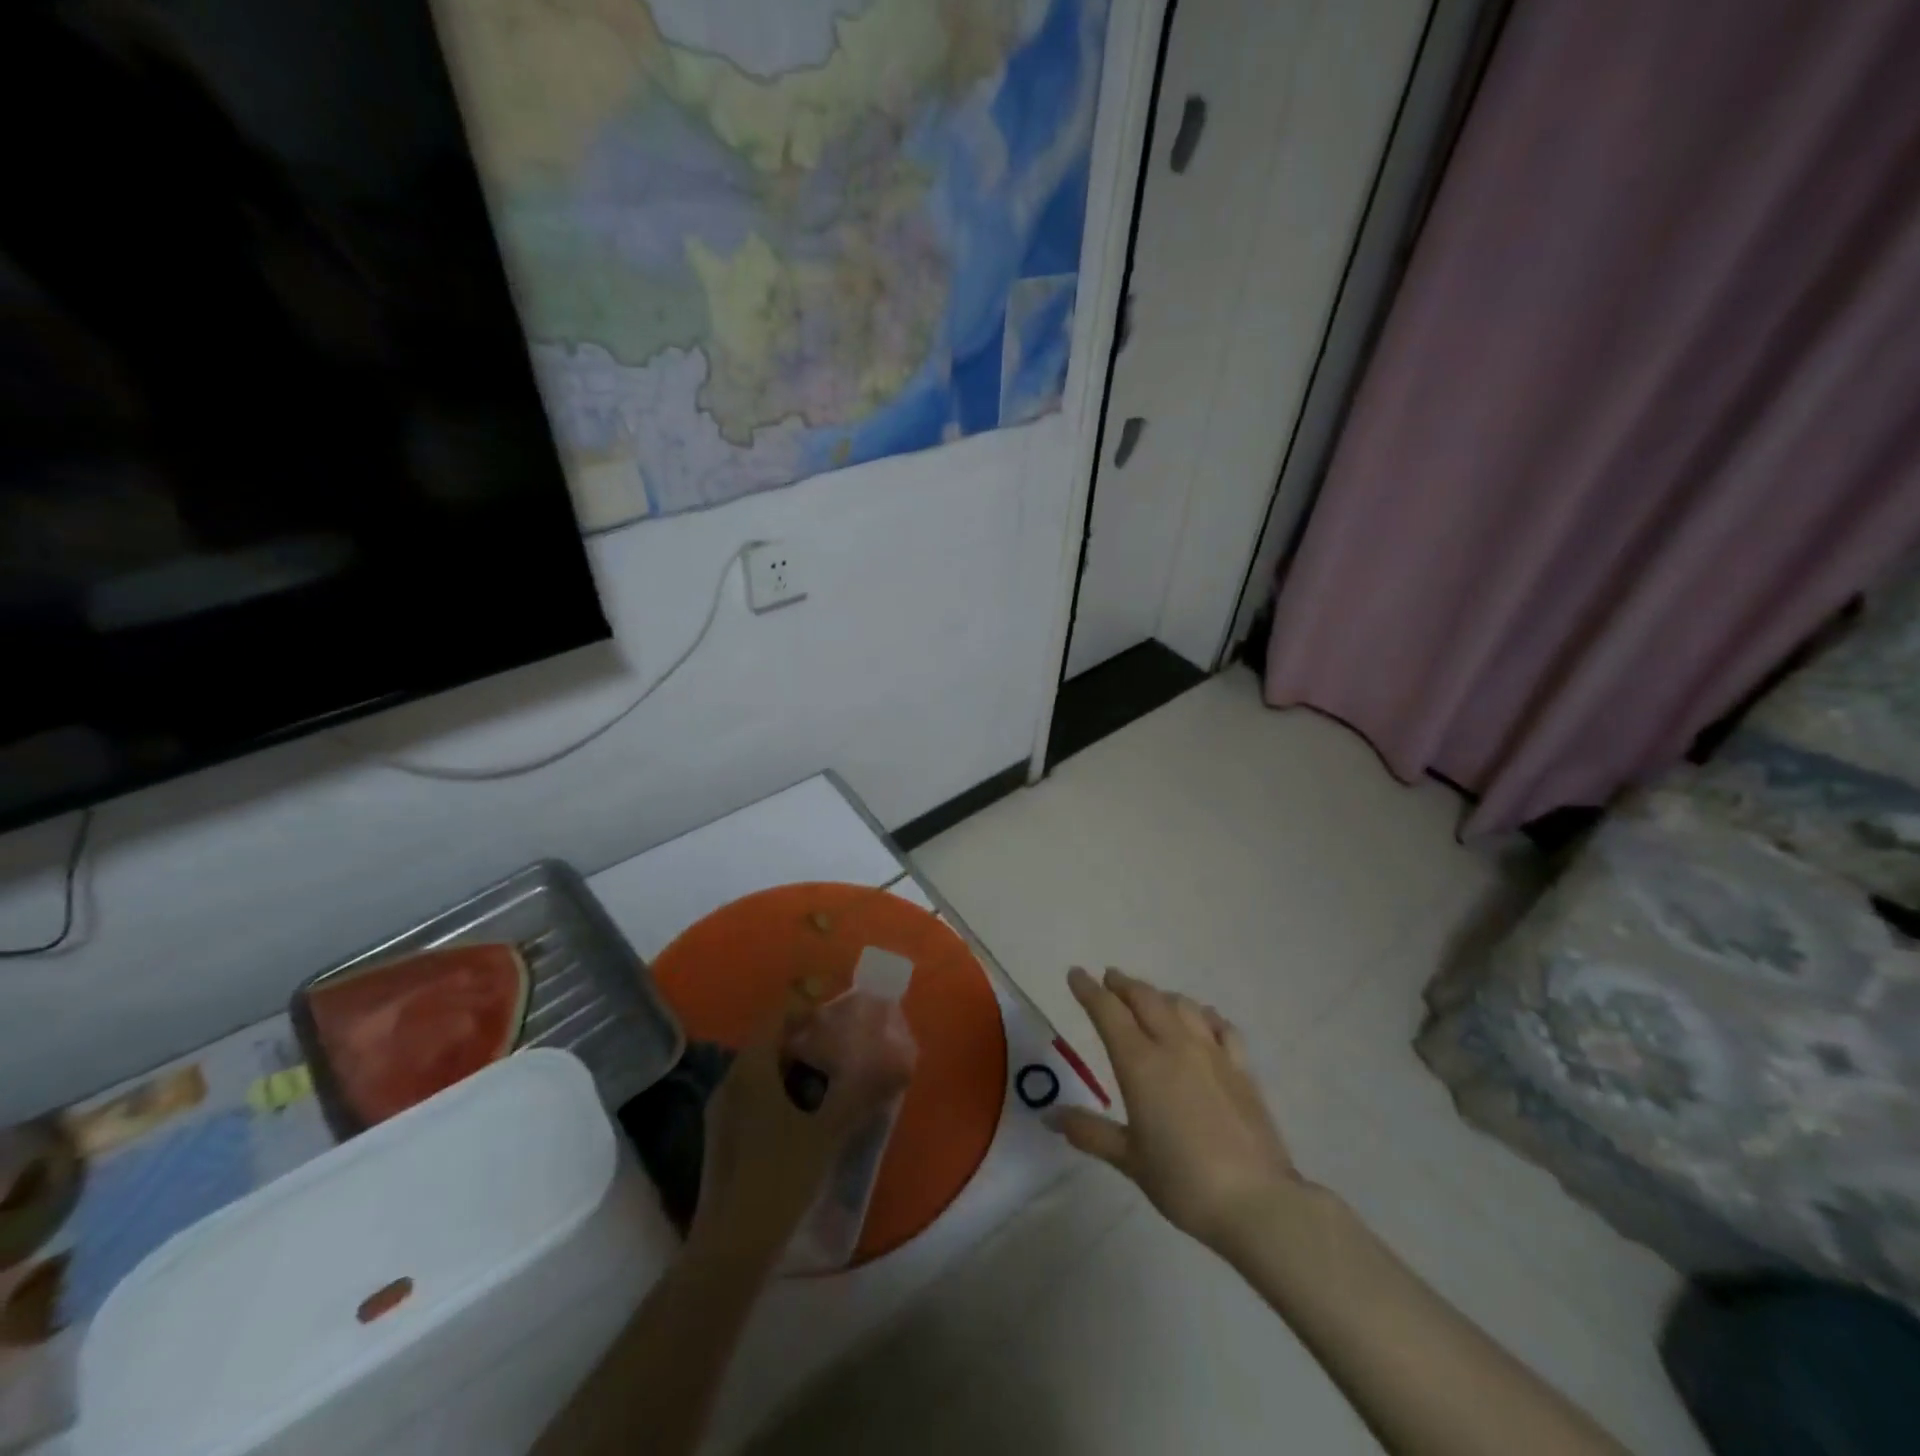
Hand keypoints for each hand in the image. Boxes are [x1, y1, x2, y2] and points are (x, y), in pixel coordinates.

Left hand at [691, 988, 916, 1261]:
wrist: (731, 1247)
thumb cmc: (780, 1176)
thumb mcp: (829, 1131)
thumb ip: (865, 1092)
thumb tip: (901, 1061)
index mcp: (752, 1067)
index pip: (780, 1012)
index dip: (810, 1003)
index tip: (841, 1011)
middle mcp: (732, 1079)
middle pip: (772, 1039)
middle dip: (808, 1036)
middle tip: (844, 1046)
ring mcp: (722, 1109)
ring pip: (764, 1070)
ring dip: (796, 1066)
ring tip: (832, 1081)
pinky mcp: (723, 1136)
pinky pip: (756, 1095)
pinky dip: (783, 1091)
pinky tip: (806, 1118)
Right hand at [1052, 967, 1302, 1251]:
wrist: (1257, 1202)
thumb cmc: (1183, 1182)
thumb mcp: (1130, 1159)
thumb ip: (1090, 1131)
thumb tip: (1050, 1116)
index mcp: (1140, 1063)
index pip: (1108, 1012)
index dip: (1089, 990)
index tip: (1076, 974)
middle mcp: (1175, 1045)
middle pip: (1145, 998)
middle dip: (1123, 984)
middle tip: (1109, 978)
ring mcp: (1212, 1053)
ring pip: (1182, 1005)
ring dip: (1160, 995)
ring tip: (1150, 998)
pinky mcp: (1241, 1068)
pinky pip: (1220, 1026)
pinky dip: (1204, 1015)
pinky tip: (1203, 1019)